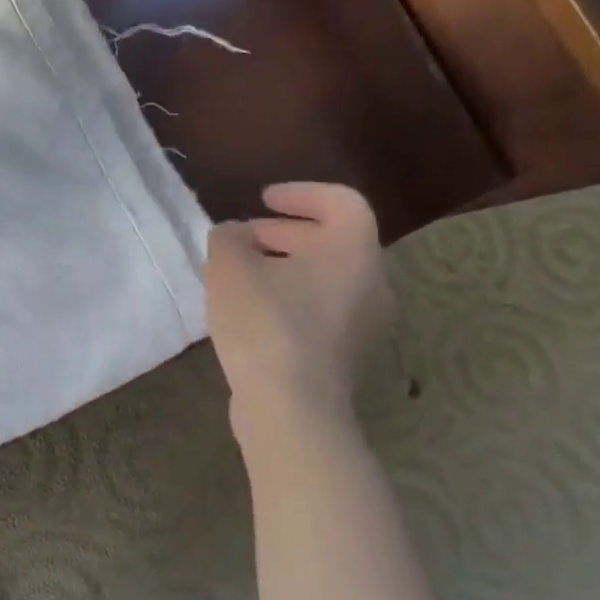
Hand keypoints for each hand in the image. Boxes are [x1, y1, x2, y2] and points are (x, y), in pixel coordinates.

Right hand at [202, 182, 393, 447]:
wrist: (291, 406)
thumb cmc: (265, 322)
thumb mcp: (229, 266)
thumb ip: (229, 237)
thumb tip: (237, 236)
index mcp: (352, 251)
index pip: (342, 202)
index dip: (301, 193)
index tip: (262, 200)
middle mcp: (371, 282)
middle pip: (333, 240)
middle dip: (284, 232)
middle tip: (242, 237)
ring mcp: (364, 322)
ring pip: (326, 276)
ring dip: (285, 265)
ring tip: (240, 273)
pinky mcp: (347, 353)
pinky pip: (322, 306)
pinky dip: (290, 295)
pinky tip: (251, 309)